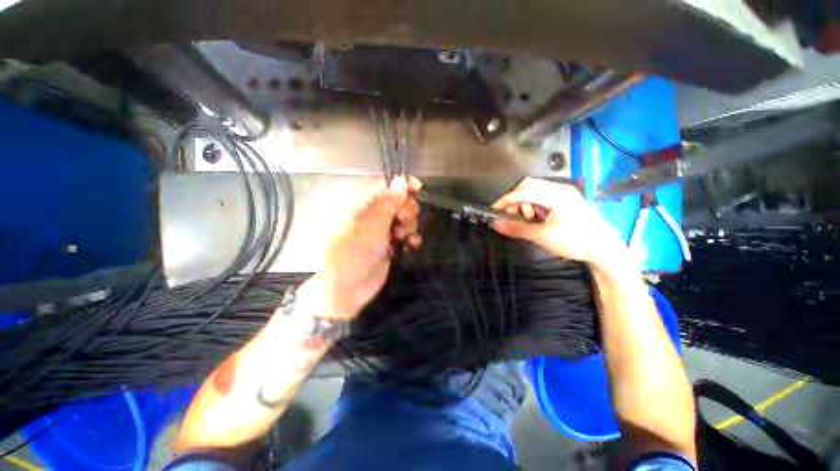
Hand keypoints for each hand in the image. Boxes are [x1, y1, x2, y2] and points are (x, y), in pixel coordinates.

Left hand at [310, 177, 422, 318]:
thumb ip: (387, 204)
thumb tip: (401, 181)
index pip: (385, 185)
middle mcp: (374, 215)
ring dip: (410, 225)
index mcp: (363, 205)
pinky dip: (412, 238)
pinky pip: (407, 235)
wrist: (347, 288)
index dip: (403, 184)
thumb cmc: (353, 253)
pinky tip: (411, 245)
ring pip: (405, 218)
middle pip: (400, 201)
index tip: (418, 187)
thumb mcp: (370, 226)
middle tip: (402, 222)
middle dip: (407, 209)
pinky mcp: (391, 245)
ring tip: (403, 237)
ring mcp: (383, 230)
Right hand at [491, 177, 624, 266]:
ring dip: (526, 204)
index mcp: (556, 195)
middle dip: (516, 201)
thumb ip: (517, 229)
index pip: (523, 191)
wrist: (604, 249)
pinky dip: (535, 206)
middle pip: (528, 186)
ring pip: (535, 191)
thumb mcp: (543, 237)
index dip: (506, 200)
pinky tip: (539, 219)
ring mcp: (564, 192)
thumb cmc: (575, 242)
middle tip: (514, 217)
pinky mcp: (566, 199)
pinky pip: (543, 197)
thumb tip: (496, 224)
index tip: (494, 211)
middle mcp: (560, 188)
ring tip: (530, 221)